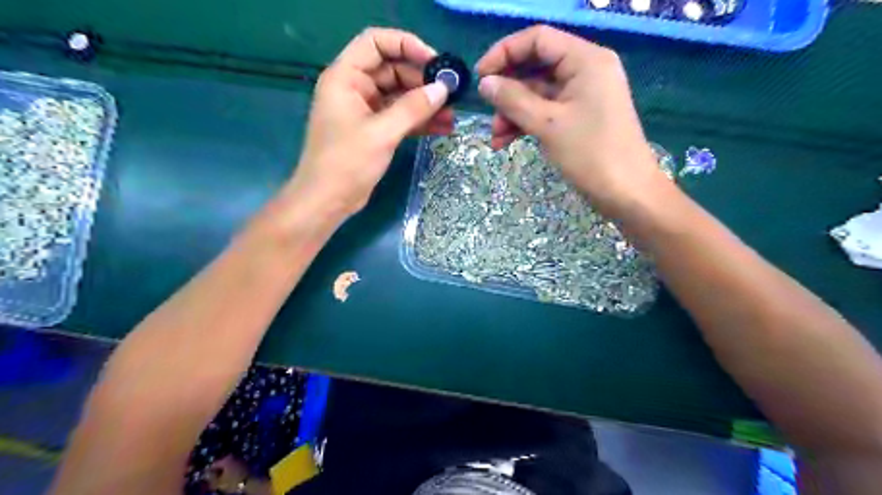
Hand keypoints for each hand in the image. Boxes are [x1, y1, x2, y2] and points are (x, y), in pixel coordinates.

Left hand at [291, 28, 454, 218]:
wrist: (328, 201)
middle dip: (422, 81)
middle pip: (392, 70)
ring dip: (425, 104)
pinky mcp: (374, 130)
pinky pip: (400, 117)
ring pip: (400, 96)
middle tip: (450, 94)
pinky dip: (419, 121)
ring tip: (452, 114)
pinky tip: (442, 127)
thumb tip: (443, 89)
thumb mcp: (381, 133)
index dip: (407, 45)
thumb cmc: (346, 163)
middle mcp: (354, 88)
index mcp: (345, 77)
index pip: (376, 43)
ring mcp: (365, 110)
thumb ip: (413, 108)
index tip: (435, 62)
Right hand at [480, 26, 665, 213]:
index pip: (538, 39)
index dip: (504, 53)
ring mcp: (582, 95)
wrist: (626, 193)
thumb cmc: (590, 154)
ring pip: (537, 93)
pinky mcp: (579, 117)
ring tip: (495, 138)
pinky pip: (546, 111)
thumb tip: (485, 83)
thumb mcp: (547, 125)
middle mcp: (585, 70)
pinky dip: (526, 123)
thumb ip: (513, 100)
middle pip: (536, 67)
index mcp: (585, 60)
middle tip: (487, 113)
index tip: (480, 77)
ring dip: (513, 112)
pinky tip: (506, 142)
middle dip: (508, 91)